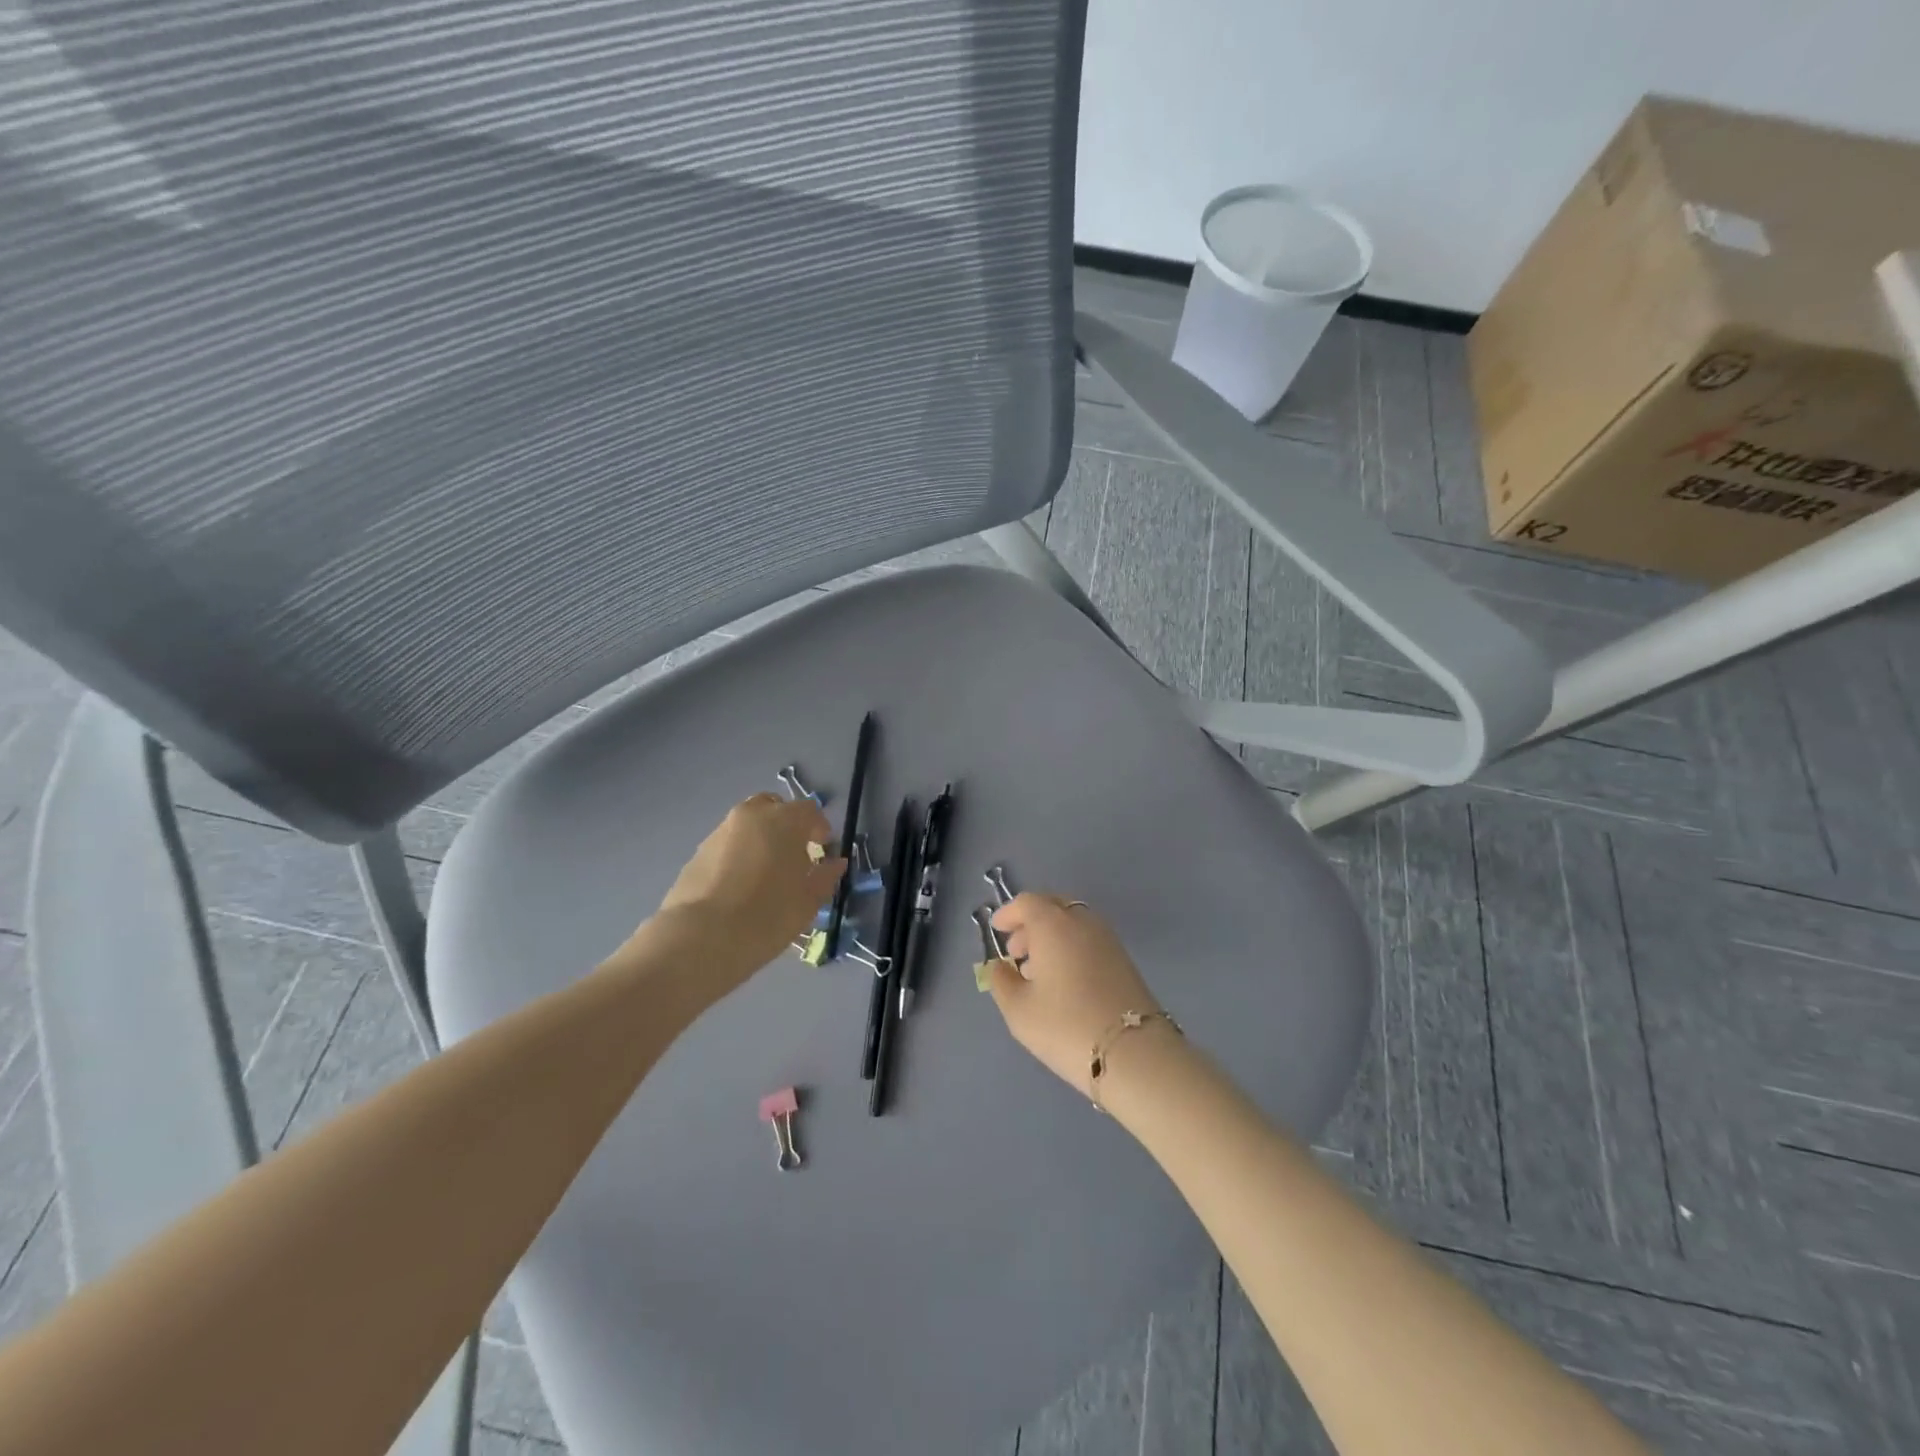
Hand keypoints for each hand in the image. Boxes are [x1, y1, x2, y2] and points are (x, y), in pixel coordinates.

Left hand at [642, 793, 846, 995]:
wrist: (701, 938)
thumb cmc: (767, 915)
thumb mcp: (808, 901)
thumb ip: (825, 876)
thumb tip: (835, 863)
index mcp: (783, 820)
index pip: (810, 811)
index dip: (820, 829)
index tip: (822, 852)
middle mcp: (750, 815)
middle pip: (774, 808)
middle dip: (787, 825)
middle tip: (794, 857)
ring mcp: (720, 831)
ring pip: (748, 825)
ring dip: (761, 839)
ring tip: (765, 875)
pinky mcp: (698, 852)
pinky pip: (728, 845)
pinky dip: (739, 855)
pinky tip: (740, 887)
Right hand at [984, 894, 1167, 1095]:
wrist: (1133, 1053)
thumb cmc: (1065, 1026)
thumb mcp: (1019, 1010)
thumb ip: (1001, 982)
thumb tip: (999, 966)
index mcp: (1053, 924)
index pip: (1028, 902)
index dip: (1009, 913)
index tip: (997, 929)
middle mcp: (1082, 921)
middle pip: (1052, 906)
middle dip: (1030, 923)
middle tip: (1015, 951)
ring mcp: (1107, 939)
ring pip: (1073, 923)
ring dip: (1051, 937)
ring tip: (1037, 971)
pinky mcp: (1124, 959)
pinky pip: (1088, 939)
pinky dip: (1070, 947)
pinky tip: (1063, 980)